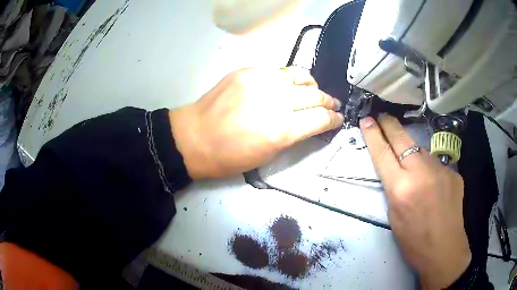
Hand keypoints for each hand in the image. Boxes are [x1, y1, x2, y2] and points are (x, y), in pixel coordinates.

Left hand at [169, 67, 343, 178]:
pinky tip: (287, 85)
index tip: (338, 119)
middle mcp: (275, 100)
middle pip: (315, 95)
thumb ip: (293, 135)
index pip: (320, 118)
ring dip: (312, 85)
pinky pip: (278, 70)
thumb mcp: (268, 155)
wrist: (194, 137)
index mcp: (281, 129)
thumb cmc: (229, 156)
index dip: (333, 119)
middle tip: (332, 105)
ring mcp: (260, 81)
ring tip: (314, 91)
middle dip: (328, 101)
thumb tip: (310, 123)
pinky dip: (289, 78)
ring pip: (299, 76)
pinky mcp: (247, 70)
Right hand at [360, 114, 470, 288]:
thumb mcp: (394, 216)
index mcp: (401, 188)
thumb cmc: (413, 241)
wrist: (444, 249)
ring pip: (421, 151)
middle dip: (390, 125)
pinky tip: (433, 186)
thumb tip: (398, 169)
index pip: (383, 153)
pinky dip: (431, 170)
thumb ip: (395, 188)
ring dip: (413, 153)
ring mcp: (440, 169)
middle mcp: (421, 172)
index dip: (373, 135)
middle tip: (383, 117)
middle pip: (402, 139)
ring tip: (413, 168)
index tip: (367, 120)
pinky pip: (436, 165)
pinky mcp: (453, 173)